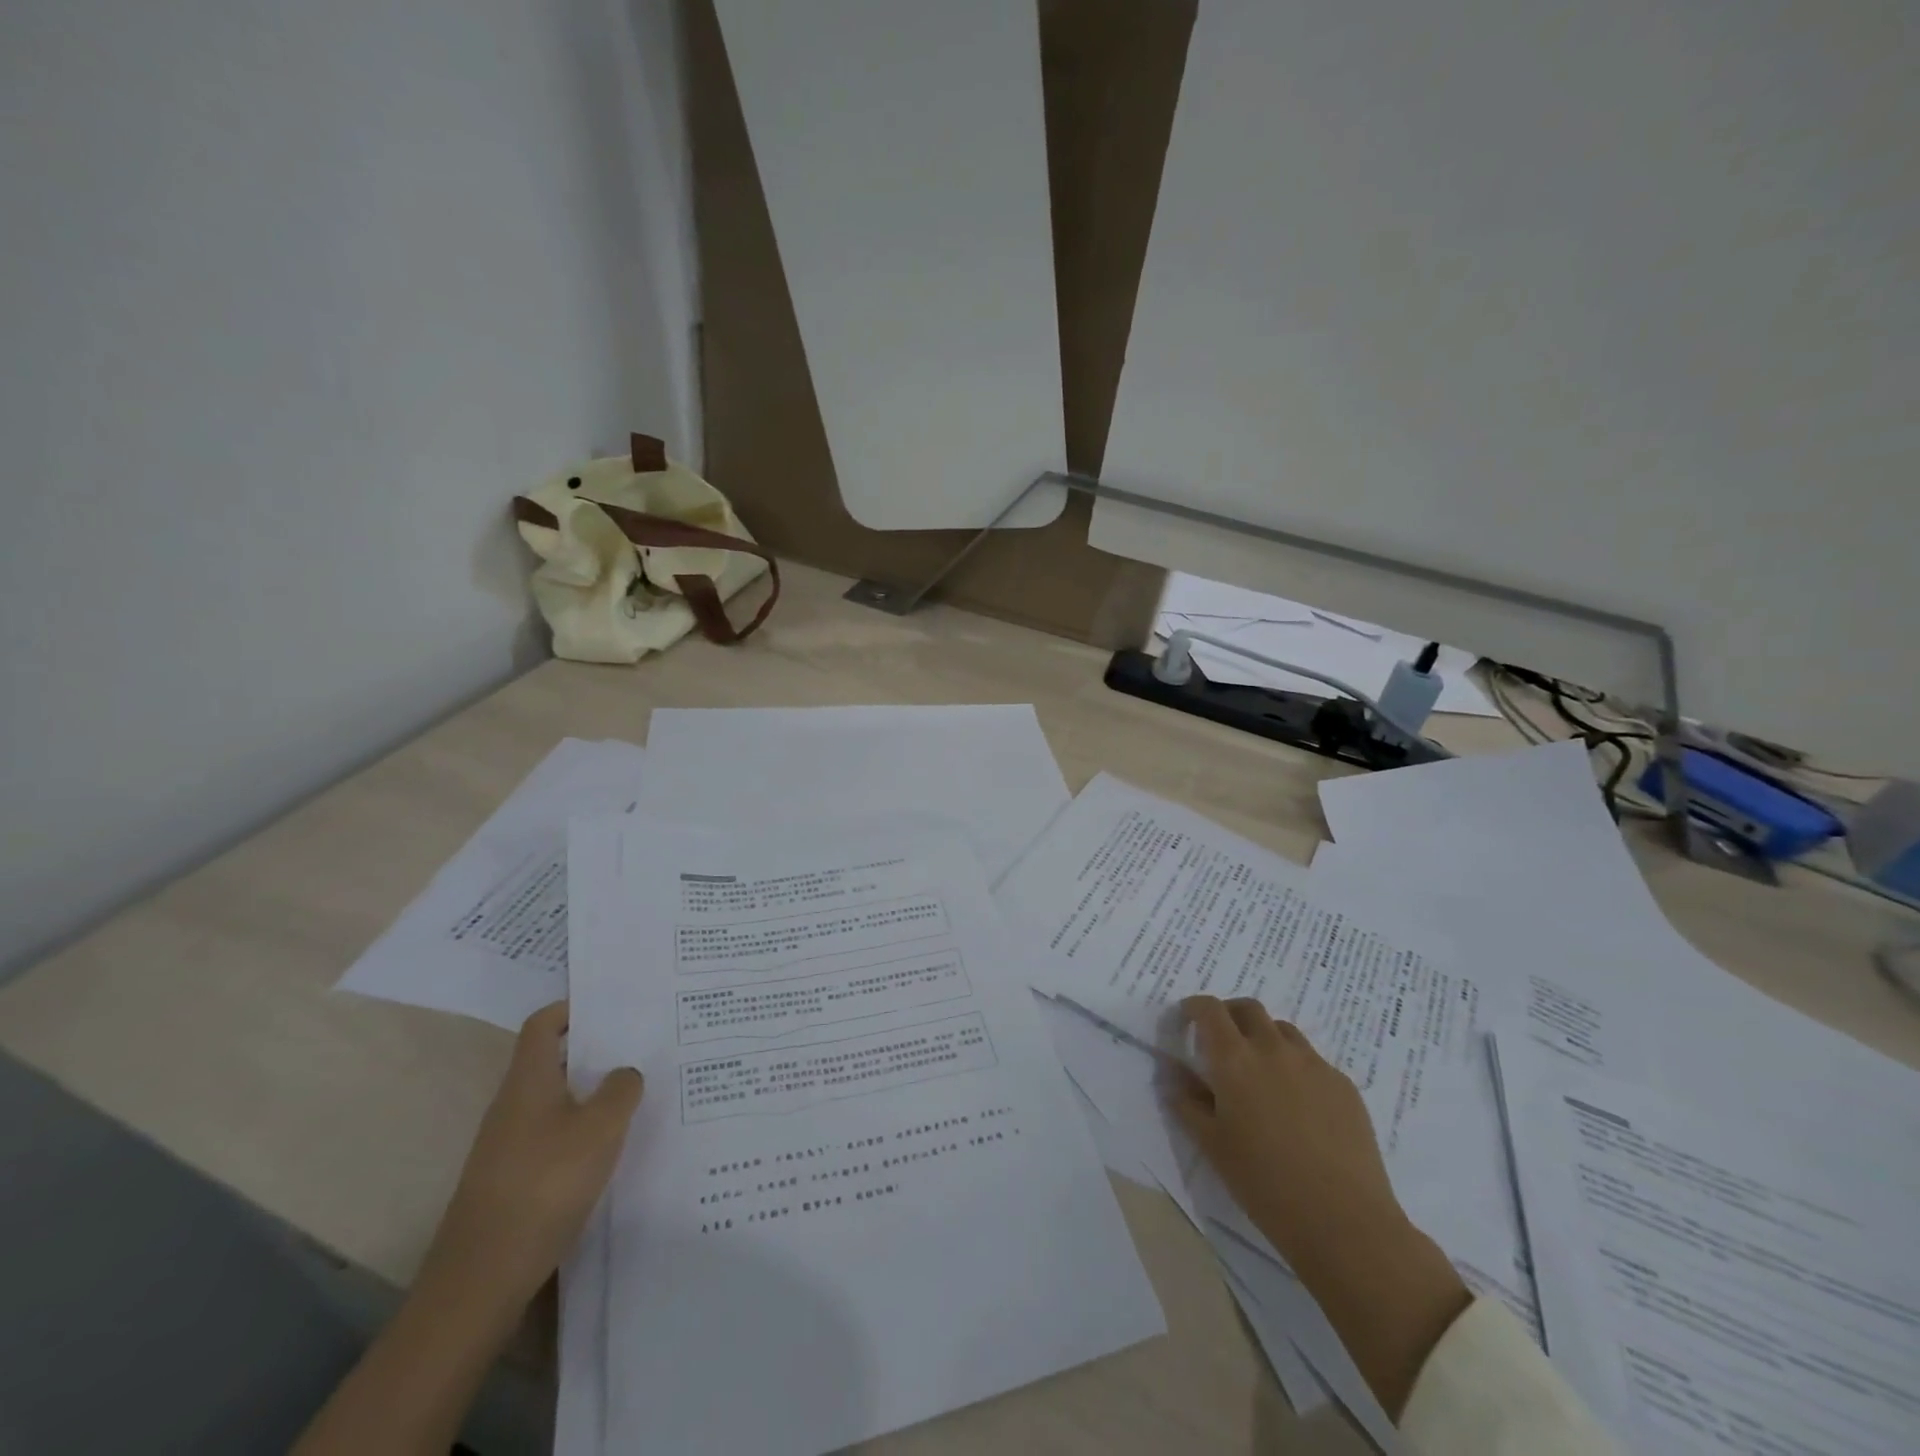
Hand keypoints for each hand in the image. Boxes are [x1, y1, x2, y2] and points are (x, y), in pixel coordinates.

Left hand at [420, 1001, 642, 1320]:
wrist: (480, 1281)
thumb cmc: (544, 1186)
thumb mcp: (600, 1130)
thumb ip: (621, 1090)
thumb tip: (624, 1073)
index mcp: (528, 1082)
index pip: (542, 1025)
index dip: (571, 1008)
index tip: (611, 1005)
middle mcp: (513, 1106)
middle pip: (553, 1062)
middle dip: (594, 1052)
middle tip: (640, 1047)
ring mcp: (508, 1147)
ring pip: (556, 1102)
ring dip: (592, 1094)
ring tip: (637, 1096)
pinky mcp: (512, 1182)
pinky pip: (553, 1138)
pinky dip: (582, 1132)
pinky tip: (612, 1149)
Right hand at [1168, 995, 1401, 1262]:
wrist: (1343, 1221)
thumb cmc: (1264, 1183)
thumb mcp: (1211, 1144)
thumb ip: (1186, 1101)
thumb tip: (1173, 1073)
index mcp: (1234, 1059)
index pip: (1209, 1009)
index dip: (1194, 1008)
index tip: (1186, 1021)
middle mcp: (1273, 1048)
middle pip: (1248, 1008)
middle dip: (1230, 1015)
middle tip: (1222, 1041)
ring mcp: (1313, 1063)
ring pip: (1282, 1030)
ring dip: (1264, 1037)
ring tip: (1261, 1071)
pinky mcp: (1343, 1084)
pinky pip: (1312, 1060)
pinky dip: (1295, 1066)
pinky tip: (1298, 1105)